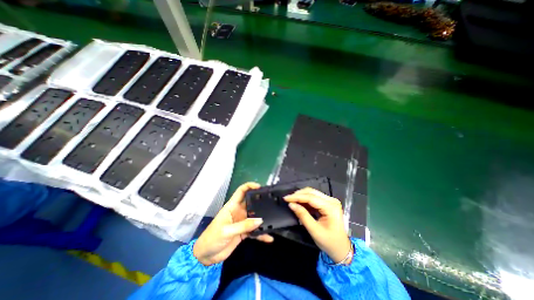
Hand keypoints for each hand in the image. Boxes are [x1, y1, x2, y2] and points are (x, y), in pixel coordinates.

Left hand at [193, 181, 272, 265]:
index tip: (260, 187)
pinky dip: (261, 234)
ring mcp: (242, 222)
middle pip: (251, 203)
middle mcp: (239, 212)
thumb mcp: (227, 231)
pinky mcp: (244, 232)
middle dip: (260, 201)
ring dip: (262, 218)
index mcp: (232, 206)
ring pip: (255, 217)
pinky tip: (269, 237)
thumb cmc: (212, 238)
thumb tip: (260, 220)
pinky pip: (255, 231)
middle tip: (271, 202)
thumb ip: (243, 225)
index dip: (249, 186)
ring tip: (273, 219)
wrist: (206, 256)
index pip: (241, 191)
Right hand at [286, 188, 353, 262]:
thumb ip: (303, 216)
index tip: (286, 198)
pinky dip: (305, 200)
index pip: (311, 198)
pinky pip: (314, 198)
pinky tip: (299, 203)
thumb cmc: (329, 242)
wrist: (342, 249)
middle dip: (298, 195)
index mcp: (331, 207)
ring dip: (301, 196)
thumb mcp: (314, 231)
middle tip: (287, 199)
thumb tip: (291, 204)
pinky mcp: (327, 203)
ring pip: (312, 193)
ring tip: (291, 200)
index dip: (297, 197)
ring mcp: (330, 201)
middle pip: (312, 192)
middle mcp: (331, 201)